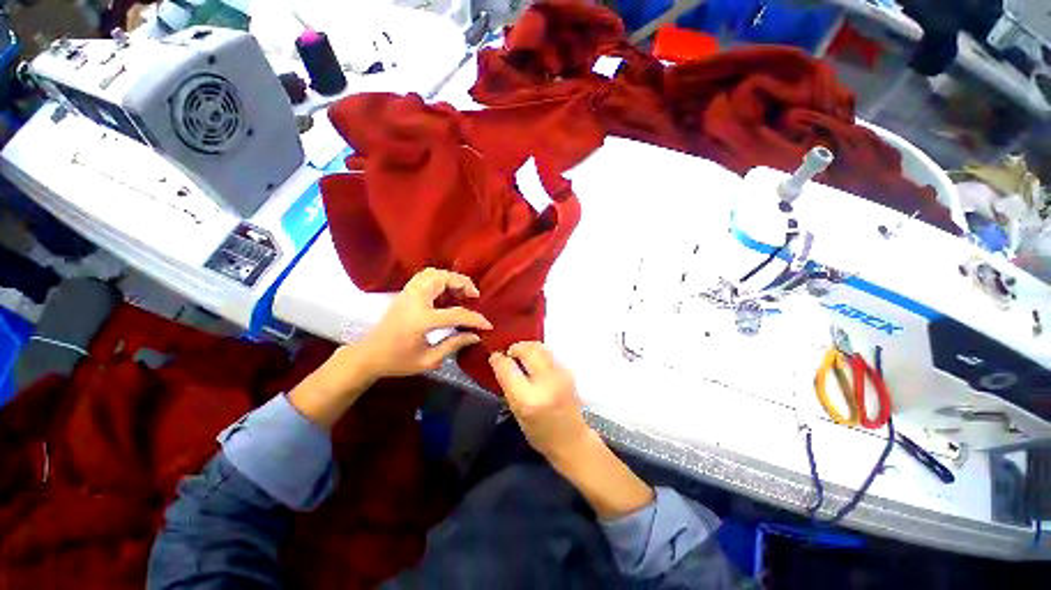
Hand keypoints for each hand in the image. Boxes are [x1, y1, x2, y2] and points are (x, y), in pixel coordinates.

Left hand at [358, 267, 491, 380]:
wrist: (368, 356)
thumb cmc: (397, 362)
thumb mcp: (428, 360)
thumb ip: (454, 345)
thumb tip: (475, 335)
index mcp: (422, 320)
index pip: (456, 314)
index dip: (475, 319)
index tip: (487, 325)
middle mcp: (415, 300)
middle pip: (443, 279)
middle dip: (463, 284)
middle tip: (474, 295)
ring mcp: (407, 293)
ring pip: (433, 273)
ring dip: (451, 278)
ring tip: (461, 291)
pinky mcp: (404, 293)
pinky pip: (424, 276)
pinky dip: (440, 278)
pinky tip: (446, 290)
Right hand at [488, 342, 590, 461]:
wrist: (573, 439)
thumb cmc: (541, 434)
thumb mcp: (518, 415)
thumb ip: (509, 388)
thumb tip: (501, 364)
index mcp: (528, 399)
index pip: (509, 369)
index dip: (499, 359)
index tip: (495, 356)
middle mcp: (546, 383)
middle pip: (528, 350)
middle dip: (516, 348)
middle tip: (509, 354)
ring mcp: (560, 374)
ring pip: (540, 348)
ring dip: (527, 348)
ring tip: (521, 356)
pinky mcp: (568, 371)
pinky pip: (548, 354)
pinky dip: (538, 353)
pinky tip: (534, 362)